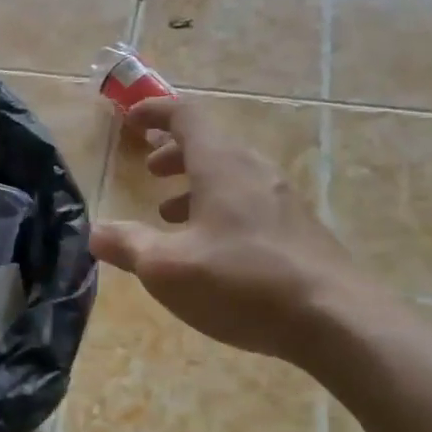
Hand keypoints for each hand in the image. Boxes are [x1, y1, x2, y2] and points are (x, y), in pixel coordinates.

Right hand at [90, 98, 373, 368]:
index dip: (155, 112)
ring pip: (231, 174)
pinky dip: (220, 207)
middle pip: (210, 143)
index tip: (131, 121)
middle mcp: (254, 170)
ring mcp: (282, 199)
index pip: (186, 115)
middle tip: (151, 170)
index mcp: (221, 164)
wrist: (336, 319)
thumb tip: (95, 232)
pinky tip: (212, 248)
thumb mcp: (168, 268)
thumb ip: (129, 246)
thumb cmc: (242, 282)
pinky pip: (250, 200)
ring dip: (197, 183)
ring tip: (170, 213)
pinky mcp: (299, 229)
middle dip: (174, 152)